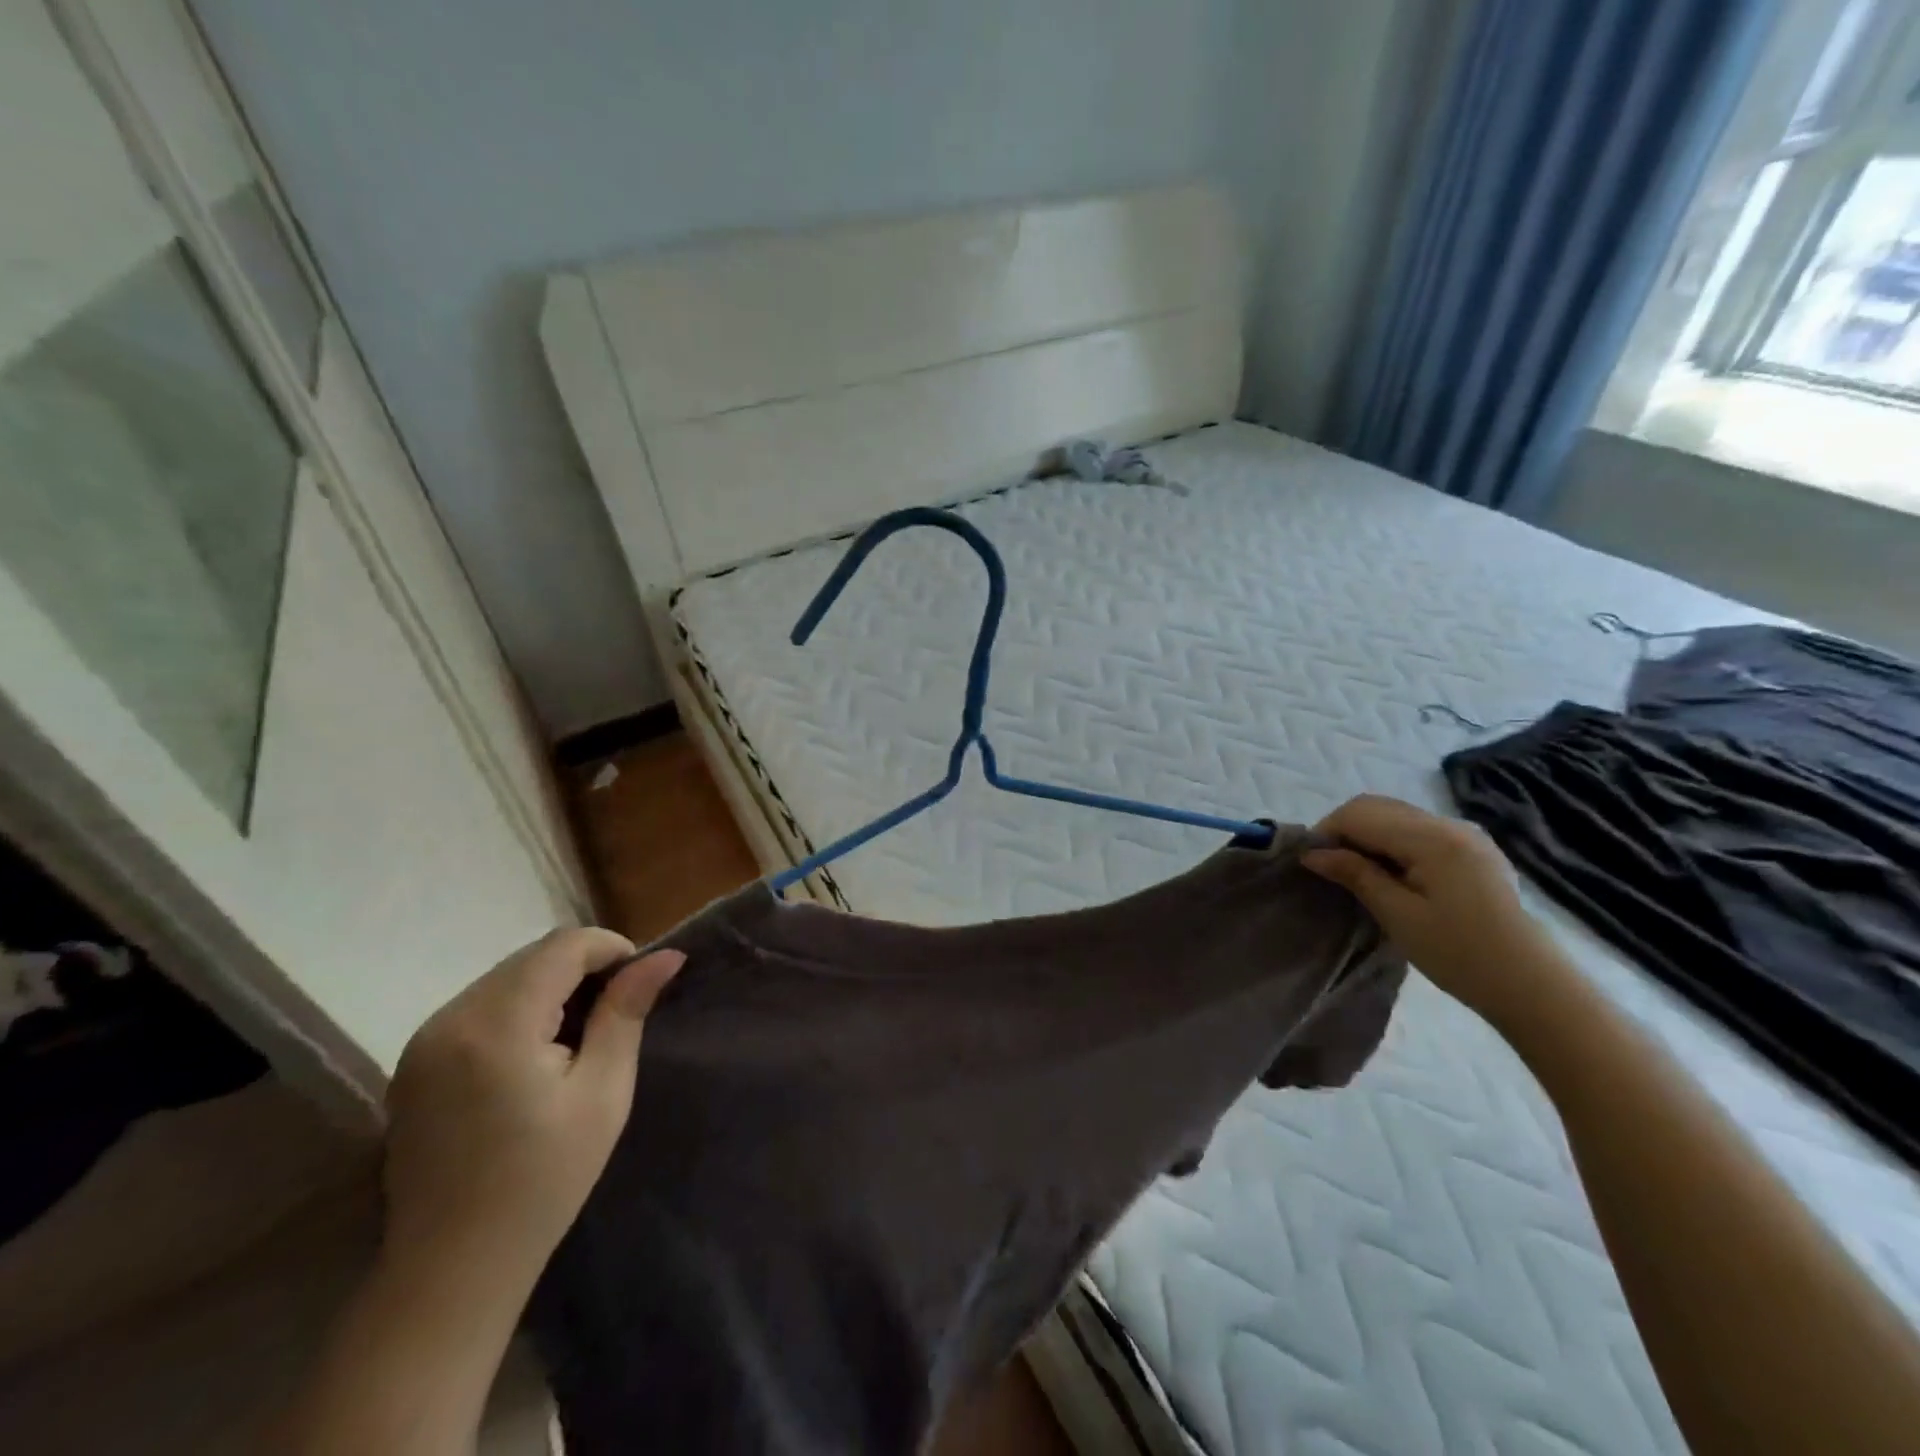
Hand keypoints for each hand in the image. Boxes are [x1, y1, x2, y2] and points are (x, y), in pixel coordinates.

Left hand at [381, 929, 684, 1283]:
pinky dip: (519, 1007)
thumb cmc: (543, 1181)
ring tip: (580, 1033)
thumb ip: (626, 1013)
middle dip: (582, 967)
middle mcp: (450, 1018)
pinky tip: (537, 1052)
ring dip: (551, 985)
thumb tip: (666, 955)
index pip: (563, 946)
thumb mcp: (603, 1093)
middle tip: (616, 1011)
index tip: (638, 984)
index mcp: (496, 1025)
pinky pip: (481, 1004)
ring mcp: (424, 1040)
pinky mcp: (414, 1060)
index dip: (611, 949)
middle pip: (532, 956)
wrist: (450, 1269)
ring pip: (506, 976)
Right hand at [1302, 795, 1553, 1022]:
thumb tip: (1312, 853)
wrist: (1532, 985)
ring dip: (1368, 834)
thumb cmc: (1458, 954)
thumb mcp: (1397, 915)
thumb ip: (1355, 874)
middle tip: (1329, 867)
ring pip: (1397, 815)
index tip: (1311, 863)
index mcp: (1431, 838)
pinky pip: (1418, 830)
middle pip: (1378, 806)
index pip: (1360, 814)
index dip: (1327, 832)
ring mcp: (1466, 834)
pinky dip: (1392, 841)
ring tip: (1357, 872)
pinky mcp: (1473, 849)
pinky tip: (1391, 873)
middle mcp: (1449, 824)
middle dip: (1345, 829)